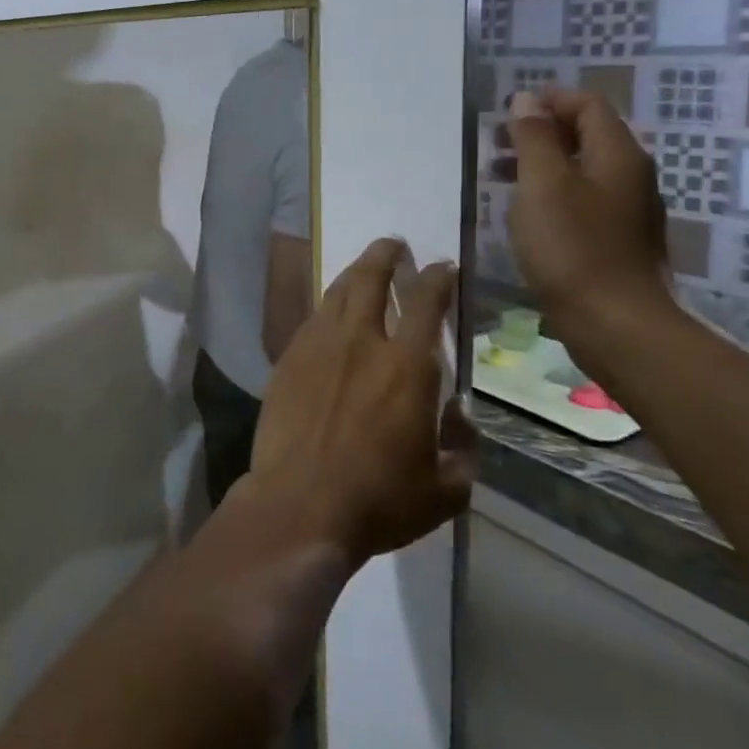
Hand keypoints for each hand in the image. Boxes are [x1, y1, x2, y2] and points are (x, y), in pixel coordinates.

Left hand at [249, 238, 472, 565]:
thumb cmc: (379, 500)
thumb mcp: (445, 489)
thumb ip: (461, 447)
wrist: (299, 503)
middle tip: (393, 244)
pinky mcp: (287, 361)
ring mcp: (317, 348)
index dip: (437, 279)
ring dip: (353, 274)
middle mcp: (361, 343)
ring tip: (363, 268)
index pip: (426, 304)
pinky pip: (310, 320)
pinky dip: (325, 307)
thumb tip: (459, 417)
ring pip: (335, 294)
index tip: (442, 267)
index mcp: (407, 367)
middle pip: (370, 281)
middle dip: (384, 256)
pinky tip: (329, 312)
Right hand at [503, 89, 675, 359]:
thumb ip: (533, 139)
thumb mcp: (542, 184)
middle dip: (541, 131)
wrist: (613, 321)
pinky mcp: (616, 238)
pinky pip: (583, 198)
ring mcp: (627, 209)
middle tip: (496, 143)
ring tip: (499, 176)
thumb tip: (526, 100)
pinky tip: (525, 212)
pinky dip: (551, 191)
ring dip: (542, 162)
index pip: (588, 105)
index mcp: (618, 155)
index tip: (507, 112)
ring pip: (583, 168)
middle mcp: (631, 175)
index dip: (548, 100)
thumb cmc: (571, 246)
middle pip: (587, 134)